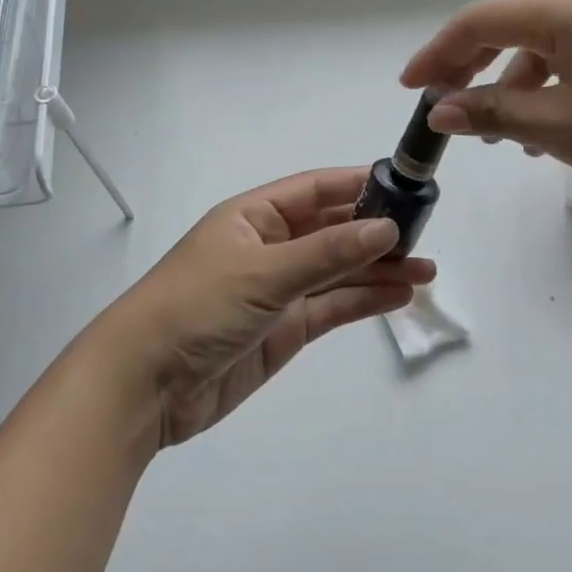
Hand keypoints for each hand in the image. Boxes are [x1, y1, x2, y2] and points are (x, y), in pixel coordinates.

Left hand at [84, 168, 435, 447]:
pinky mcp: (284, 330)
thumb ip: (327, 252)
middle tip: (425, 234)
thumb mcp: (264, 272)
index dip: (358, 185)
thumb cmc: (196, 308)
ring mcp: (278, 290)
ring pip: (338, 271)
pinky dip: (364, 301)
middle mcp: (269, 247)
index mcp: (254, 217)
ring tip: (427, 269)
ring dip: (379, 269)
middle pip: (332, 230)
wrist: (144, 386)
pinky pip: (332, 307)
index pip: (315, 191)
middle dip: (376, 231)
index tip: (405, 185)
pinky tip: (399, 295)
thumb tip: (387, 228)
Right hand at [401, 0, 571, 215]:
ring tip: (502, 135)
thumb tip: (442, 110)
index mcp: (568, 10)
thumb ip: (494, 113)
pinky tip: (553, 135)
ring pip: (548, 53)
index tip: (410, 89)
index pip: (481, 20)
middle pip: (513, 30)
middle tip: (444, 107)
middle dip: (472, 68)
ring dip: (514, 87)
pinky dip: (553, 95)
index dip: (438, 54)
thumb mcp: (560, 127)